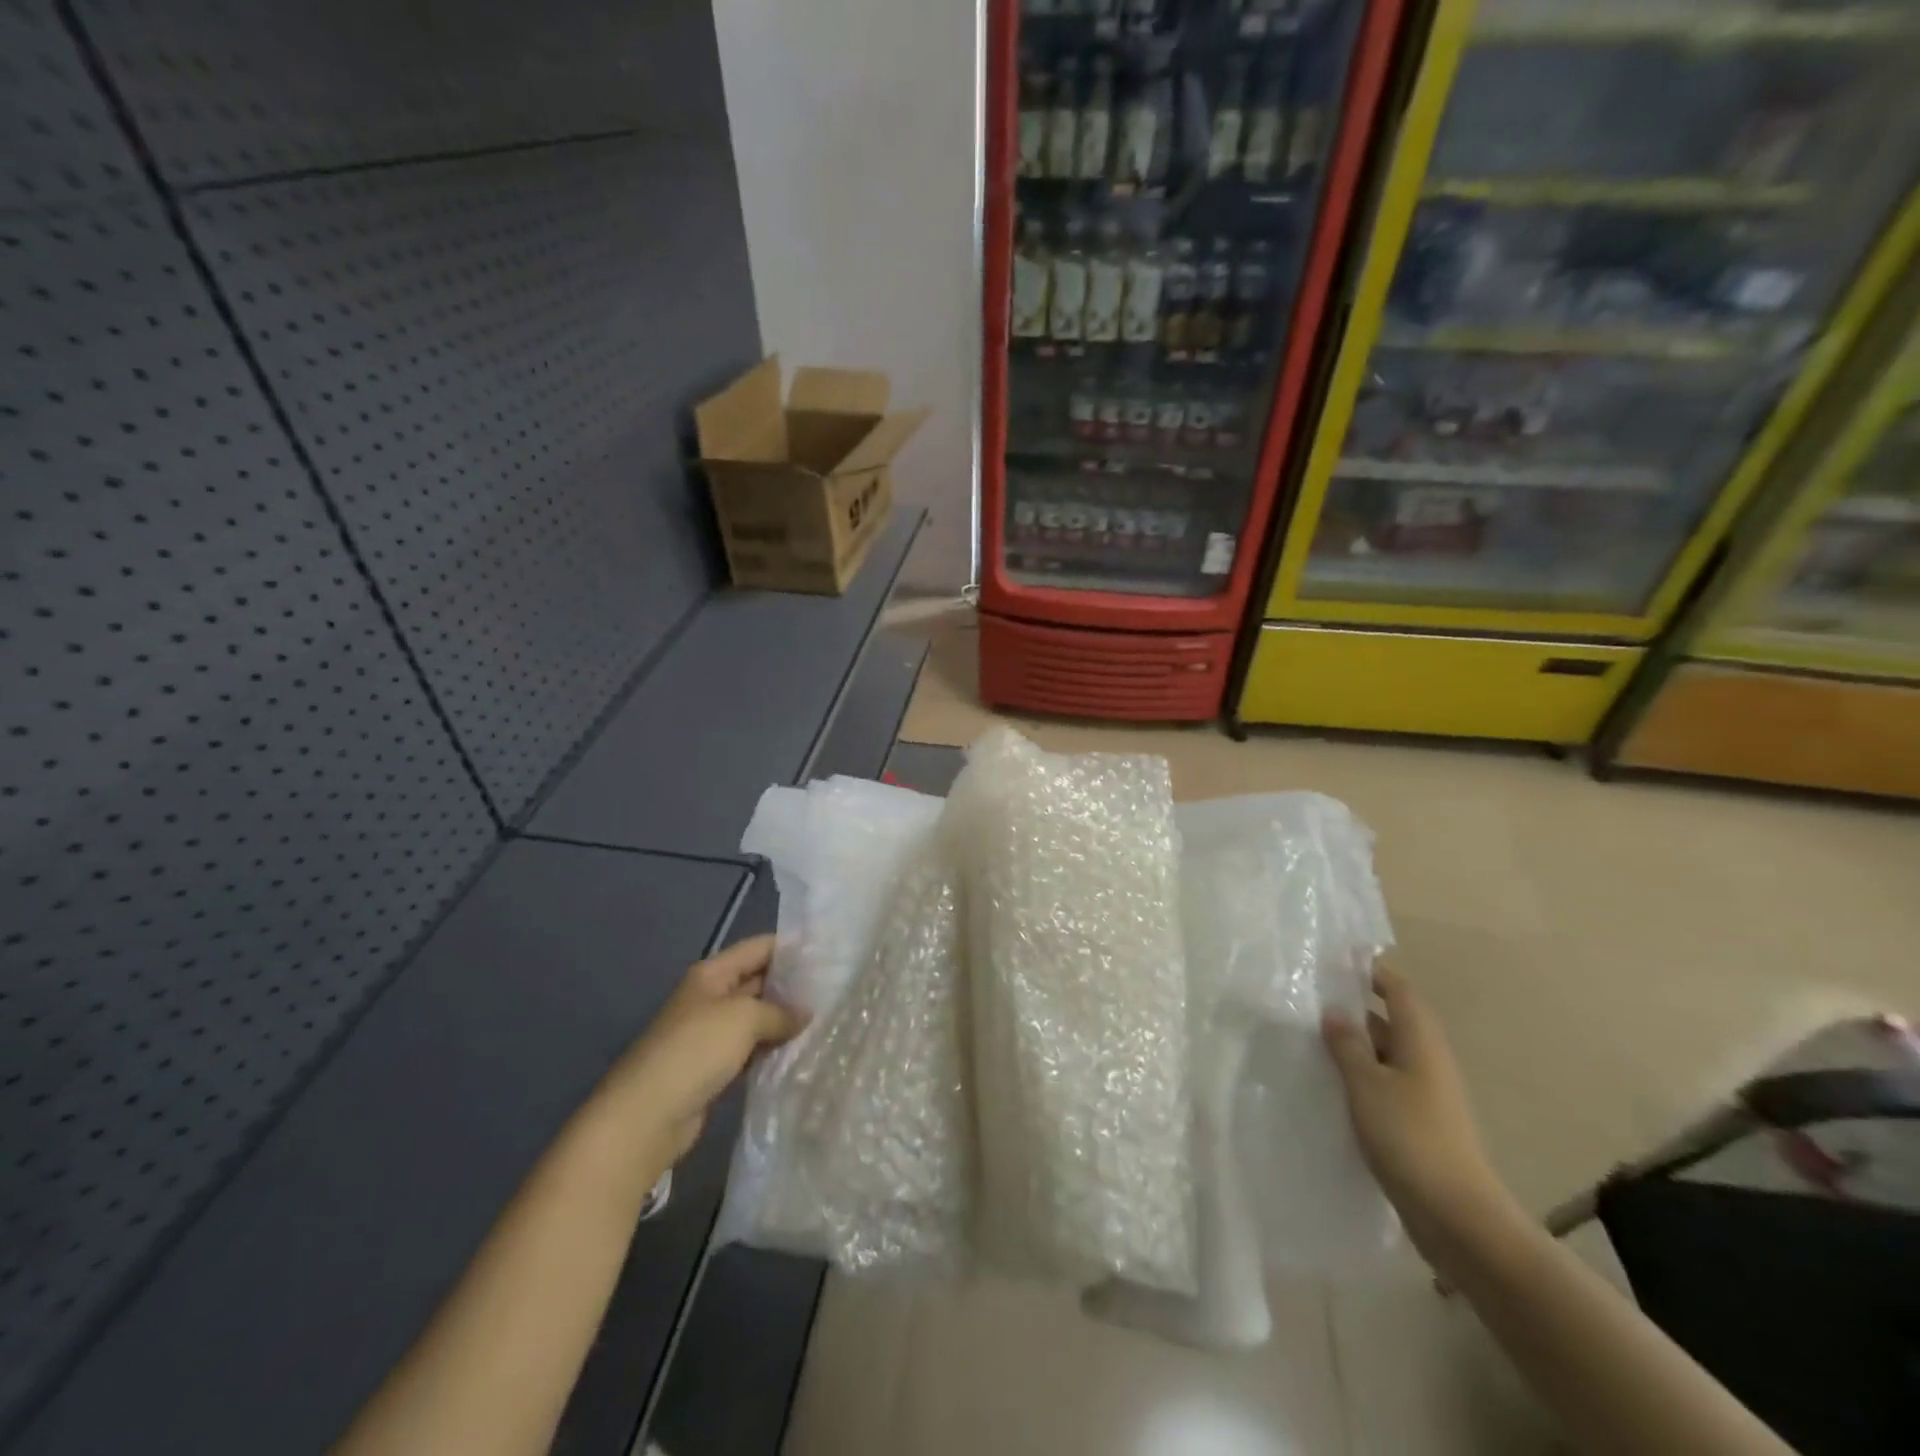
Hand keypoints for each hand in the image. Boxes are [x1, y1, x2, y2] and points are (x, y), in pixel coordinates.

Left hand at [603, 934, 806, 1167]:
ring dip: (784, 1020)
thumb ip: (779, 1011)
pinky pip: (750, 1049)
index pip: (758, 948)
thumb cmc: (694, 1051)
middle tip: (835, 989)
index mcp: (711, 974)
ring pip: (756, 1018)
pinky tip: (800, 1051)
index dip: (791, 947)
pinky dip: (772, 1049)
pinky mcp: (713, 1068)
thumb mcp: (743, 1019)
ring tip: (826, 1019)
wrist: (645, 1117)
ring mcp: (710, 1034)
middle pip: (758, 981)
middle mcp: (710, 998)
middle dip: (792, 985)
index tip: (828, 953)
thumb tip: (806, 1014)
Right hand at [1323, 964, 1512, 1260]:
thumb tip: (1335, 1010)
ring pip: (1386, 1055)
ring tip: (1310, 1038)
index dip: (1373, 972)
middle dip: (1355, 1007)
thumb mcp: (1367, 1085)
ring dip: (1355, 1044)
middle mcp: (1428, 1062)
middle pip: (1392, 1021)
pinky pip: (1385, 1084)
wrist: (1457, 1217)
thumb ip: (1348, 1045)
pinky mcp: (1419, 1124)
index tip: (1338, 959)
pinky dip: (1360, 1075)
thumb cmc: (1410, 1138)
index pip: (1399, 992)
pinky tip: (1330, 1084)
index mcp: (1421, 1043)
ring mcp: (1426, 1095)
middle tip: (1310, 998)